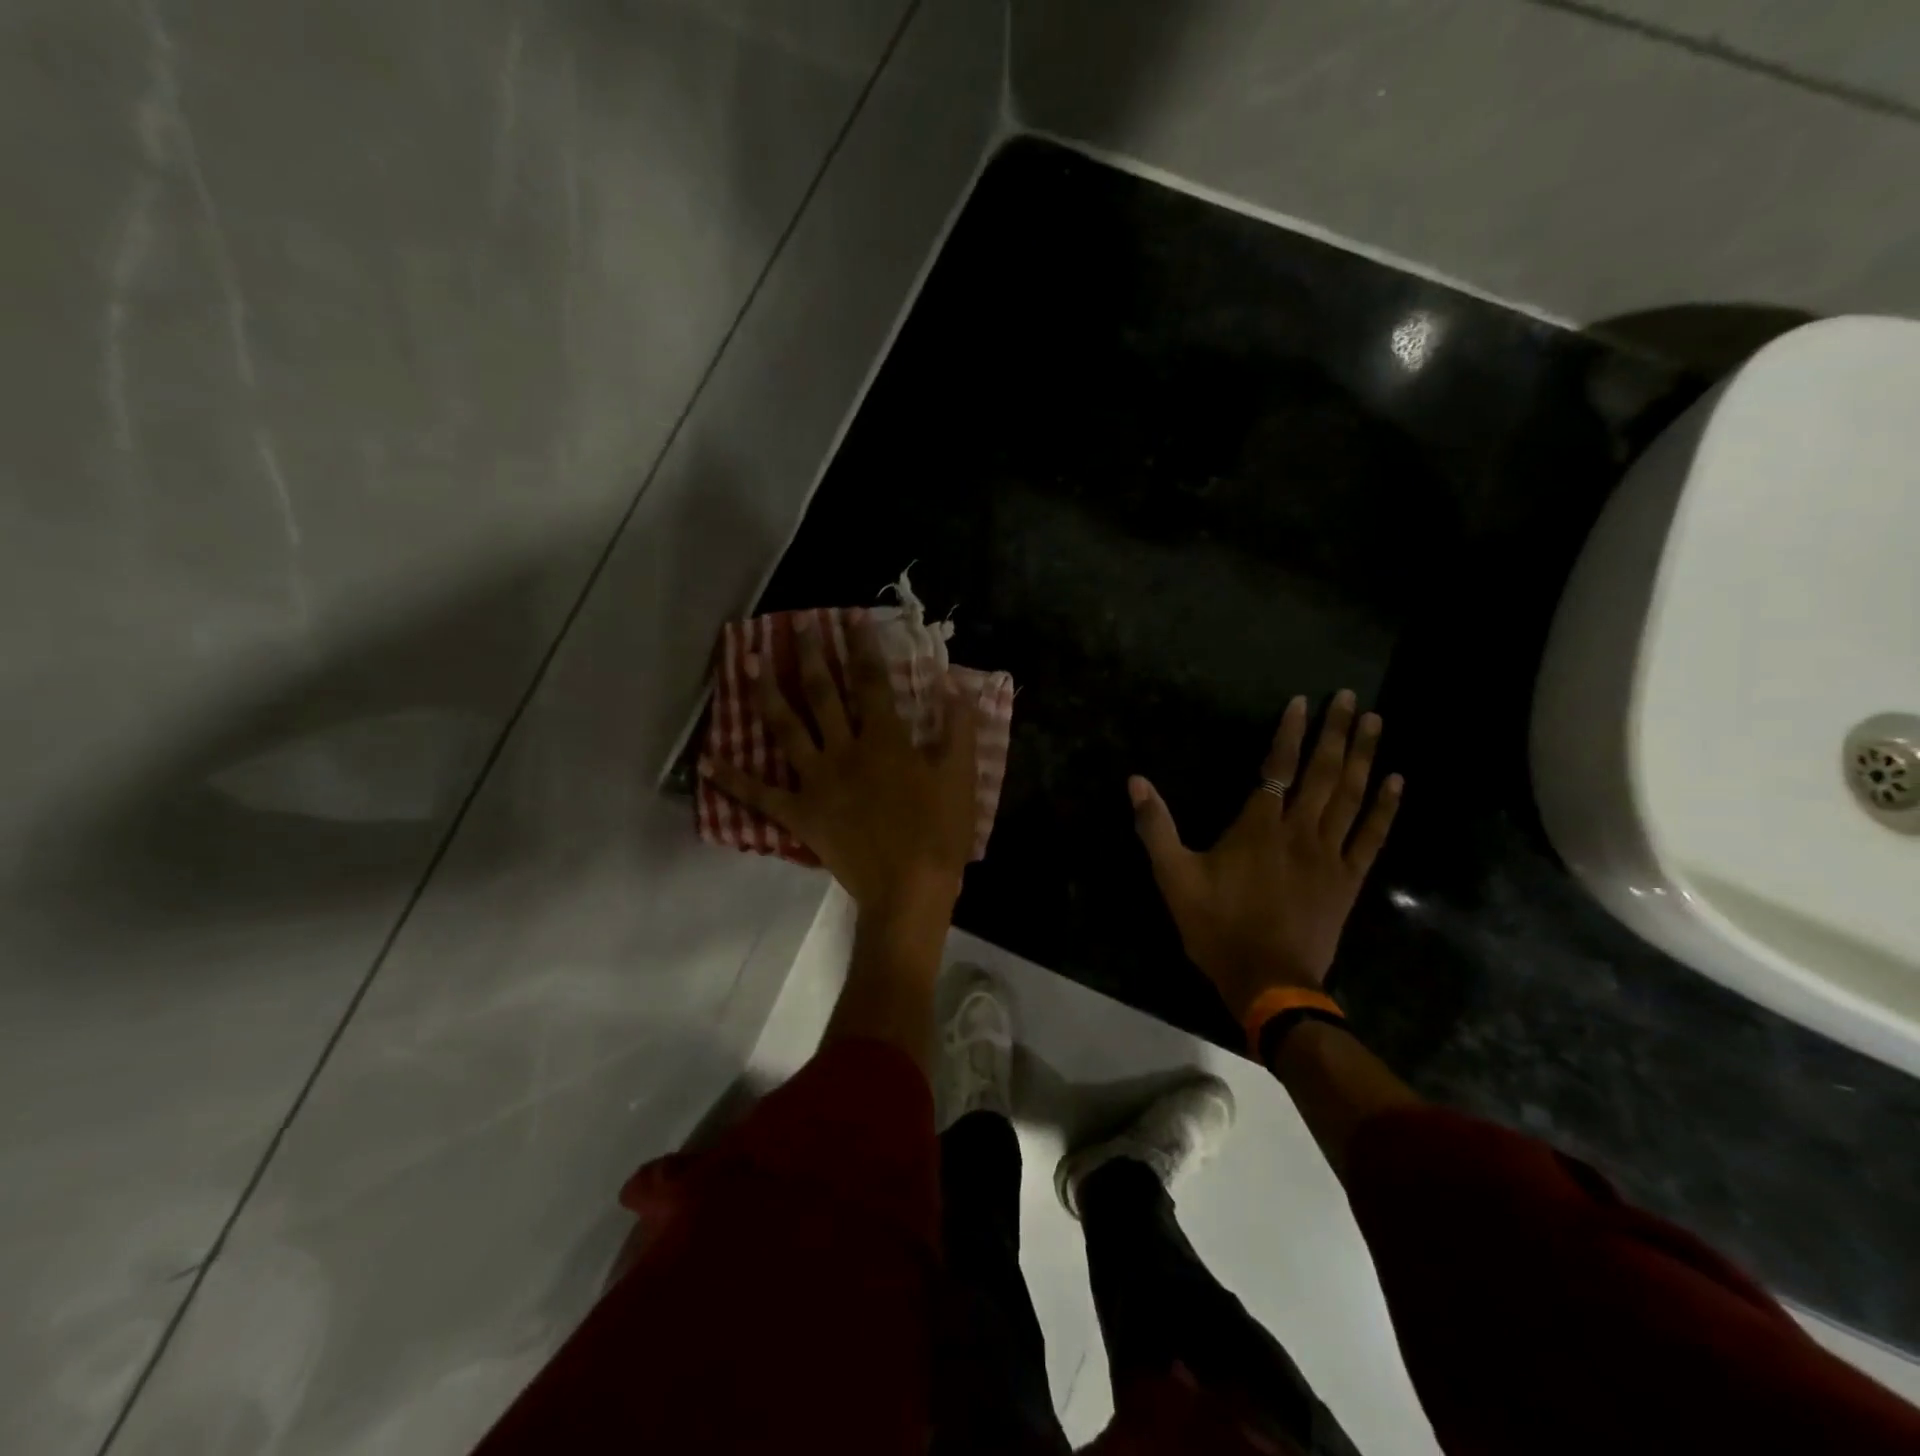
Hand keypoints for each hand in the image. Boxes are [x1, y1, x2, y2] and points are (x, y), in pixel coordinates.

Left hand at [701, 619, 979, 921]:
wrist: (908, 889)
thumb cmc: (938, 833)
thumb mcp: (960, 777)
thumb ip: (958, 728)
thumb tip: (955, 685)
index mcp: (884, 740)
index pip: (871, 681)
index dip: (861, 646)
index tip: (849, 618)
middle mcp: (844, 751)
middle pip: (822, 694)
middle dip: (810, 655)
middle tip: (795, 626)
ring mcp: (816, 782)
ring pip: (786, 729)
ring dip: (766, 693)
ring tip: (748, 663)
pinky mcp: (800, 814)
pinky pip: (760, 795)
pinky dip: (733, 779)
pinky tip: (709, 761)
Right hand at [1129, 691, 1402, 1020]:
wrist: (1268, 982)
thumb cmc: (1217, 927)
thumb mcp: (1173, 877)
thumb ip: (1156, 827)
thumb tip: (1136, 781)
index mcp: (1258, 827)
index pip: (1277, 767)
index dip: (1290, 733)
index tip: (1303, 701)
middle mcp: (1299, 831)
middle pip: (1322, 772)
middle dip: (1335, 732)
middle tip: (1349, 697)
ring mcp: (1329, 855)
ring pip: (1351, 796)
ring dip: (1362, 756)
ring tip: (1374, 721)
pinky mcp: (1348, 880)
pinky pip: (1371, 836)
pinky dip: (1385, 807)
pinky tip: (1396, 780)